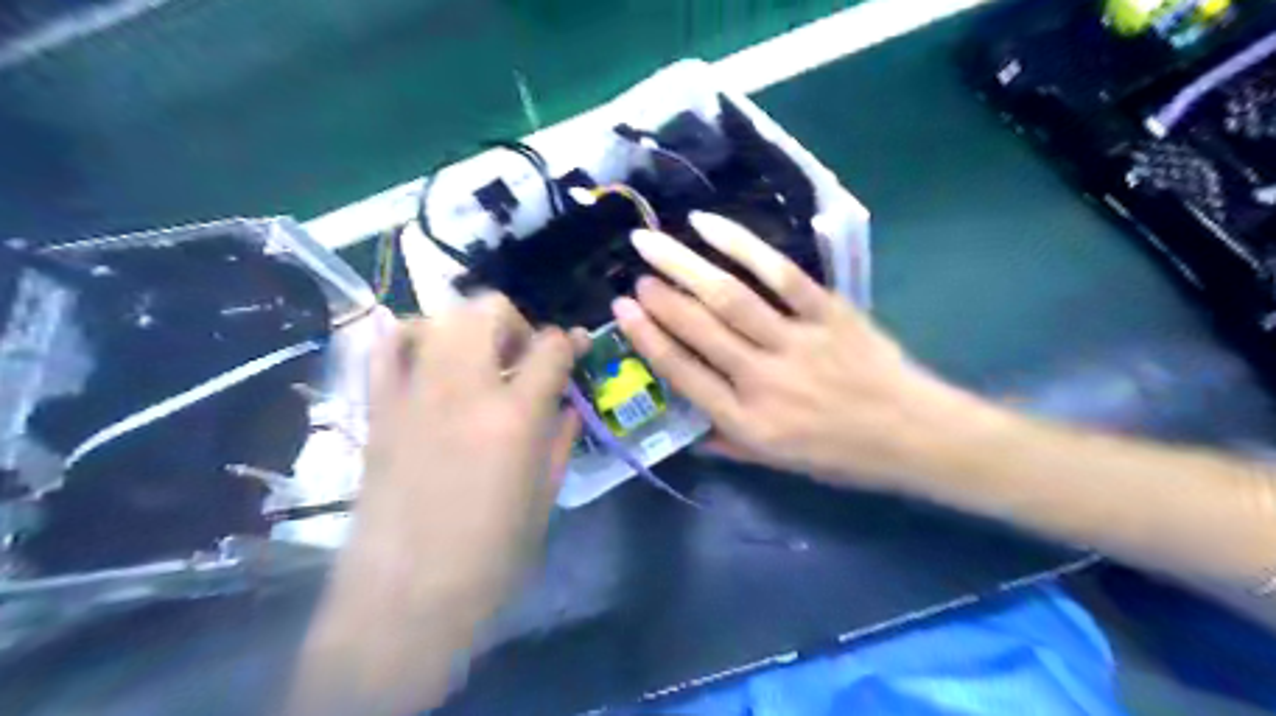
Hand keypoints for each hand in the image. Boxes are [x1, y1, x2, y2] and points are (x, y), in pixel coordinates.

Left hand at [290, 294, 574, 712]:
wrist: (406, 597)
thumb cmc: (491, 556)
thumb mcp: (544, 497)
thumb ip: (559, 440)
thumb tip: (567, 406)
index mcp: (515, 415)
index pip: (550, 346)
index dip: (568, 342)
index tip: (573, 351)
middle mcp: (464, 388)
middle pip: (488, 310)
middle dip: (514, 322)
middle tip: (520, 357)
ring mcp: (413, 393)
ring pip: (437, 317)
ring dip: (465, 327)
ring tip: (475, 360)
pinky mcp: (378, 409)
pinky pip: (384, 347)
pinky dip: (409, 338)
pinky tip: (426, 359)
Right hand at [614, 209, 991, 492]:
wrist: (911, 434)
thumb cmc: (841, 454)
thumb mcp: (779, 463)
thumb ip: (730, 444)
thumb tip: (690, 431)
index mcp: (747, 422)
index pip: (684, 374)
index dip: (649, 339)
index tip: (623, 311)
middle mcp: (763, 380)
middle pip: (700, 329)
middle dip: (661, 298)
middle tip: (636, 272)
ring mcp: (796, 342)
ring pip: (730, 298)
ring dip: (685, 267)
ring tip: (653, 245)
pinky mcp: (827, 313)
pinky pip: (780, 275)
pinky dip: (742, 246)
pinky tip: (709, 227)